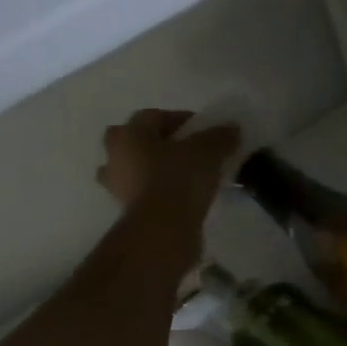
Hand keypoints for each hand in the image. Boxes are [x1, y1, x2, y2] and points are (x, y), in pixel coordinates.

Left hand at [97, 109, 239, 227]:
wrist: (162, 229)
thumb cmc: (179, 179)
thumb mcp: (207, 152)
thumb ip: (219, 137)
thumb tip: (231, 128)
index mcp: (129, 134)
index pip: (154, 116)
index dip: (182, 119)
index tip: (205, 131)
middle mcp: (115, 156)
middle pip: (138, 141)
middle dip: (161, 143)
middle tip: (188, 151)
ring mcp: (117, 186)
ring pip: (138, 169)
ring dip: (156, 169)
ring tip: (186, 177)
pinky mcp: (127, 211)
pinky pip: (145, 193)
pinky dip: (160, 192)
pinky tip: (182, 197)